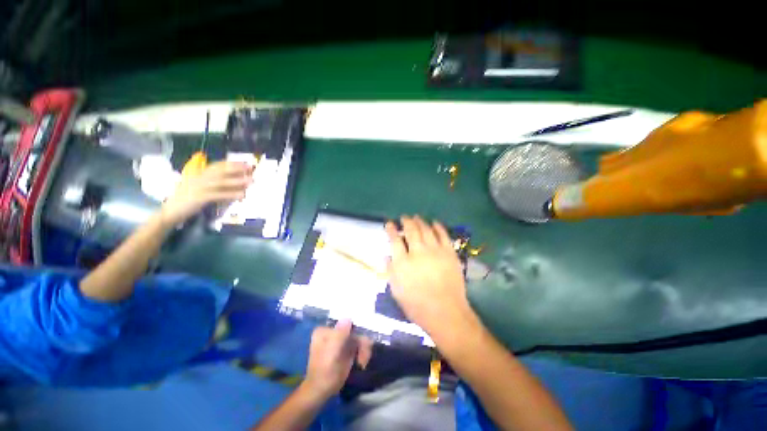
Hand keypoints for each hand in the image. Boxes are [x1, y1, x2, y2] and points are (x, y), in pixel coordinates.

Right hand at [160, 161, 251, 225]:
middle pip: (219, 171)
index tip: (244, 162)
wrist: (169, 212)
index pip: (216, 166)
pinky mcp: (199, 198)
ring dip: (237, 181)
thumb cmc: (186, 201)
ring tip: (251, 181)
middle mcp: (198, 178)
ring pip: (220, 182)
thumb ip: (214, 186)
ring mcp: (198, 187)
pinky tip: (241, 195)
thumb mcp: (200, 190)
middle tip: (250, 167)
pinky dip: (230, 194)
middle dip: (236, 168)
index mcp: (198, 175)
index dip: (231, 163)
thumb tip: (234, 184)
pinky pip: (218, 195)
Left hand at [303, 320, 371, 399]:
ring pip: (358, 337)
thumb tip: (348, 317)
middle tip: (363, 357)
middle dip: (361, 342)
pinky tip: (361, 362)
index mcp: (325, 330)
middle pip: (353, 329)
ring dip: (363, 348)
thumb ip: (339, 335)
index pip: (346, 322)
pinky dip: (362, 352)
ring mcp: (339, 340)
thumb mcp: (331, 353)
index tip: (362, 343)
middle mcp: (333, 332)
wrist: (320, 393)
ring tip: (363, 362)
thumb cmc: (324, 373)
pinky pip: (358, 345)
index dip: (357, 330)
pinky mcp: (345, 349)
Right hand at [386, 216, 473, 338]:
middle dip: (406, 221)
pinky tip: (434, 222)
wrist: (446, 312)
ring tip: (417, 217)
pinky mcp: (449, 252)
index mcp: (403, 262)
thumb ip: (390, 271)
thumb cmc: (417, 305)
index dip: (391, 229)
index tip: (389, 223)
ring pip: (426, 229)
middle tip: (404, 217)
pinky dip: (438, 226)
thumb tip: (386, 256)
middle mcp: (418, 252)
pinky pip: (443, 234)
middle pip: (411, 230)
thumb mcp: (396, 291)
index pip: (395, 239)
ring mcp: (435, 251)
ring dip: (420, 221)